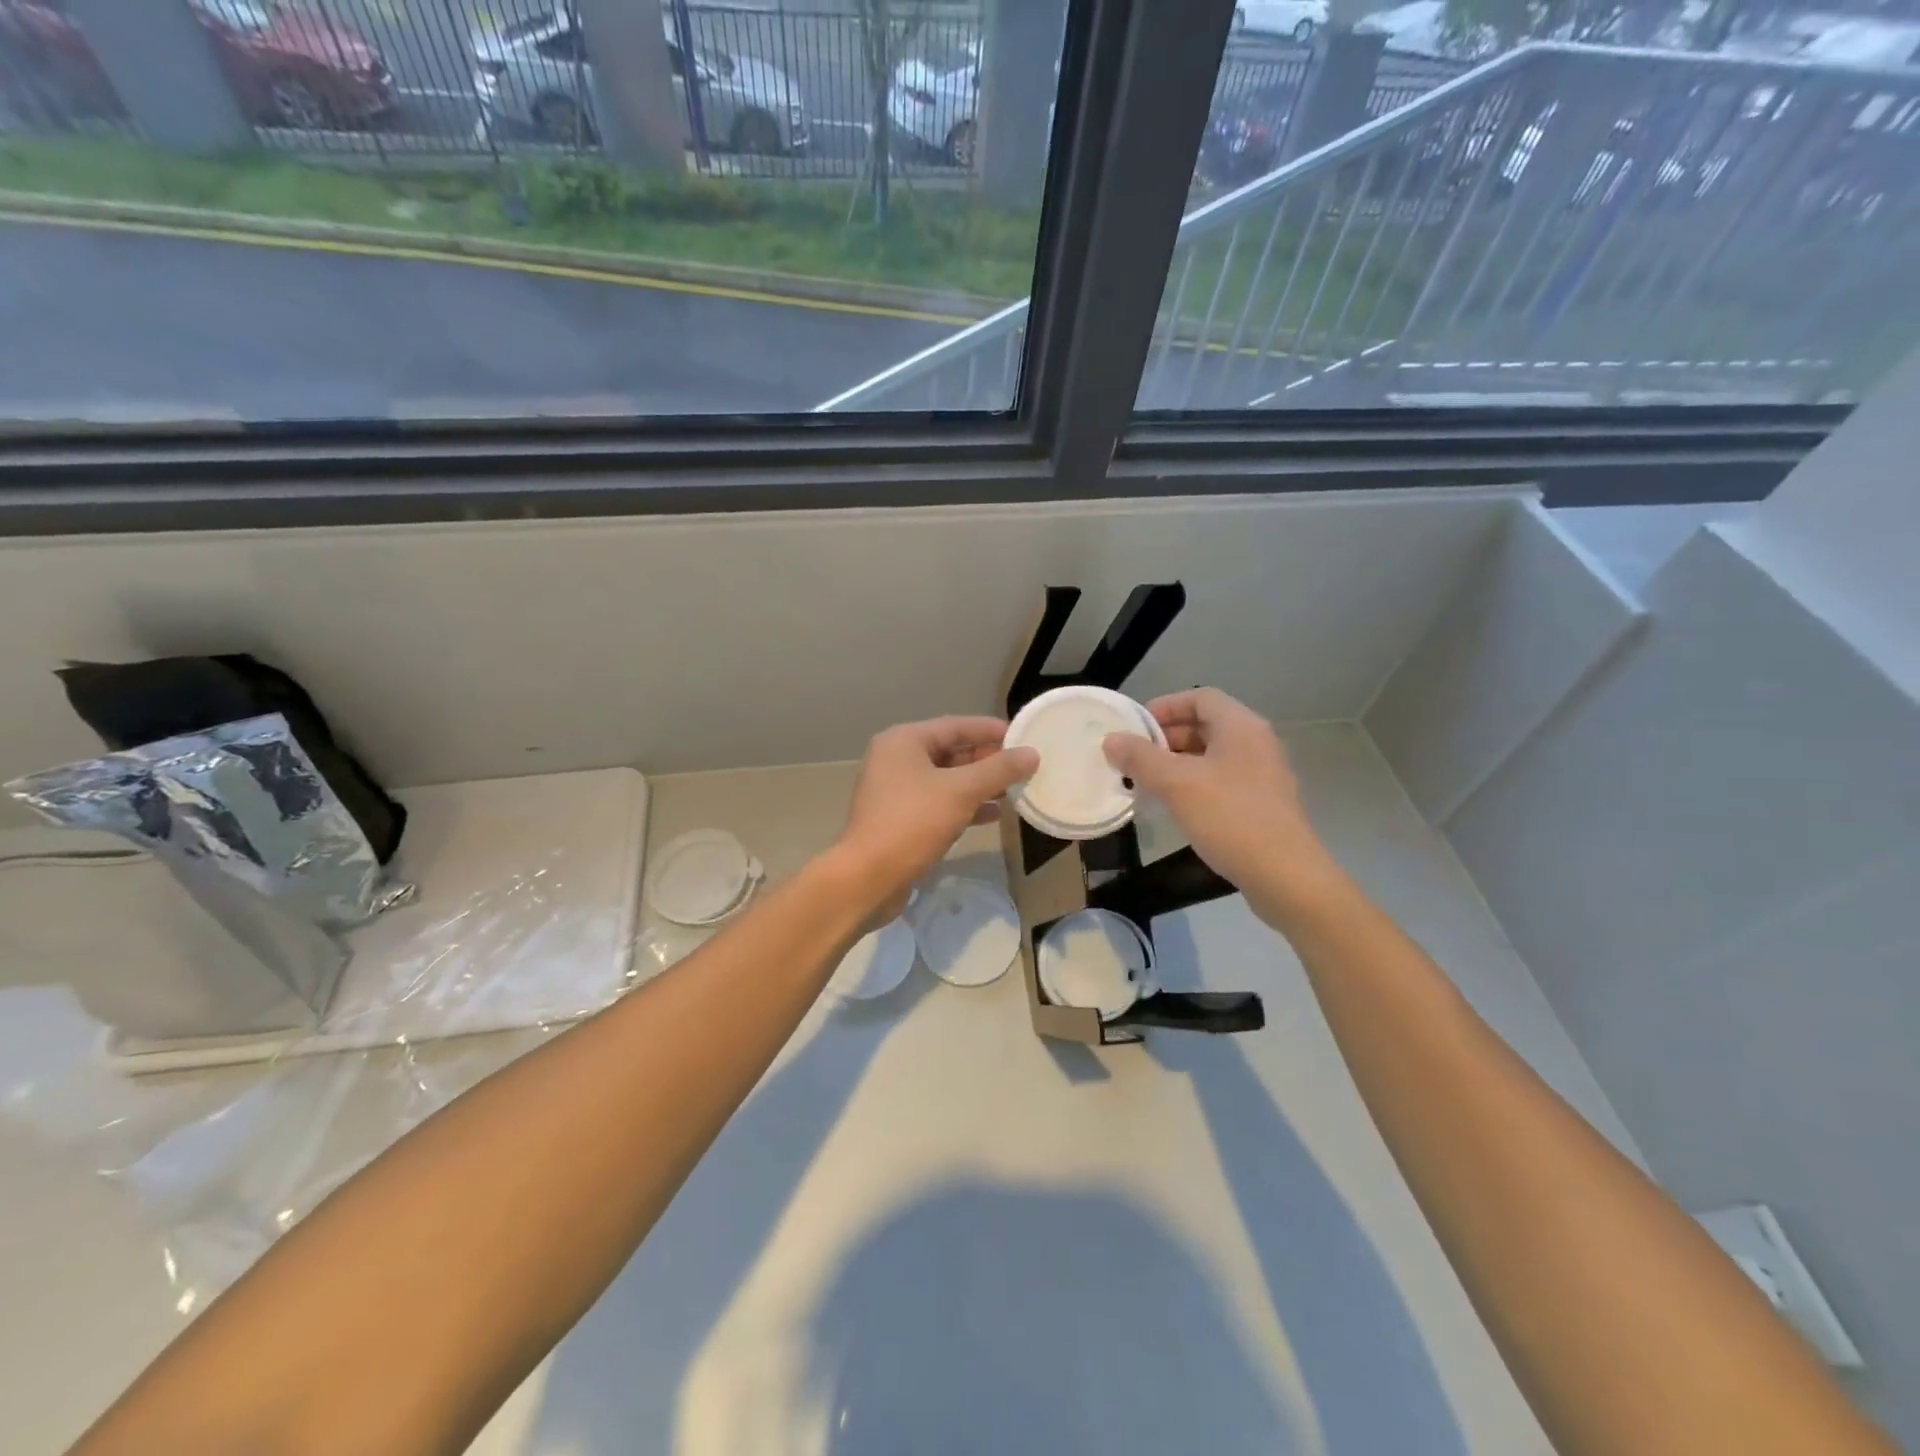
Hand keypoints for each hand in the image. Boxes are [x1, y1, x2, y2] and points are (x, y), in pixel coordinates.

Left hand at [835, 717, 1038, 909]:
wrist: (868, 878)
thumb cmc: (913, 823)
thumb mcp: (961, 791)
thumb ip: (999, 770)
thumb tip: (1032, 754)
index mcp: (904, 741)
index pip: (956, 726)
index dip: (991, 730)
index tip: (1024, 736)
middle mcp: (896, 759)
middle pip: (951, 751)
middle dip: (987, 759)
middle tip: (1023, 765)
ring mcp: (896, 791)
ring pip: (947, 779)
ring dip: (979, 784)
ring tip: (1015, 789)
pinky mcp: (900, 818)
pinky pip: (939, 802)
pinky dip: (965, 805)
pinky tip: (994, 814)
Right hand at [1102, 688, 1335, 917]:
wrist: (1285, 876)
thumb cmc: (1229, 818)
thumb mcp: (1176, 784)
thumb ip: (1140, 758)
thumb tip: (1111, 739)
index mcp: (1241, 726)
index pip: (1200, 697)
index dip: (1164, 706)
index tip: (1134, 727)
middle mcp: (1256, 743)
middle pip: (1205, 725)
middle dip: (1166, 738)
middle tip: (1133, 758)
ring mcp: (1263, 774)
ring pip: (1212, 756)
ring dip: (1177, 763)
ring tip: (1146, 782)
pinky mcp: (1263, 803)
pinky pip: (1221, 780)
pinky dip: (1194, 784)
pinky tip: (1174, 807)